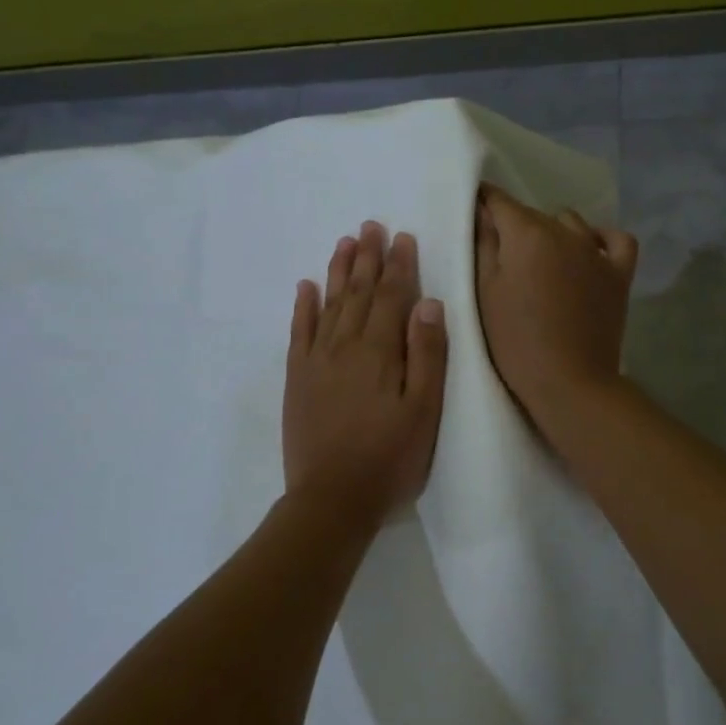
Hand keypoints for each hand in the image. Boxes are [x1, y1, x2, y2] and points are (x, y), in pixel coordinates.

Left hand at [283, 221, 447, 524]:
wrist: (332, 499)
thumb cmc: (390, 458)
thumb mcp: (424, 410)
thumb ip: (427, 354)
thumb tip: (428, 303)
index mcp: (380, 351)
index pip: (391, 296)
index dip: (399, 265)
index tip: (403, 236)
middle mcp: (345, 346)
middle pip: (358, 292)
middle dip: (367, 257)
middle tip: (371, 225)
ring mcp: (316, 361)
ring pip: (329, 304)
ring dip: (338, 271)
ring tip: (345, 243)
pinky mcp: (297, 379)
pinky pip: (299, 332)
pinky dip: (303, 307)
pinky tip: (306, 287)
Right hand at [474, 183, 638, 423]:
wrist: (569, 382)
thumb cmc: (516, 341)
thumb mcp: (485, 293)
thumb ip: (482, 245)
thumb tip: (482, 213)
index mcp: (527, 234)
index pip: (498, 201)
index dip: (483, 202)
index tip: (472, 213)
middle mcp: (565, 232)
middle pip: (533, 214)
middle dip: (514, 225)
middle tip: (500, 255)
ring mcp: (597, 252)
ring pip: (570, 223)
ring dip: (553, 233)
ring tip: (540, 260)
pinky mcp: (619, 275)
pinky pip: (616, 241)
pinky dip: (602, 239)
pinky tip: (590, 250)